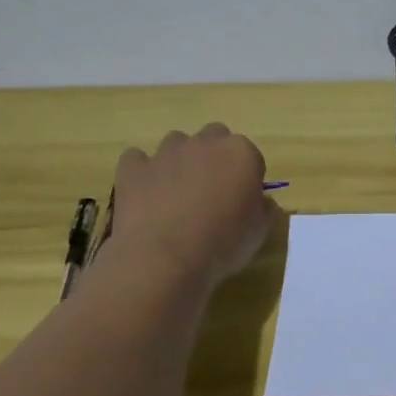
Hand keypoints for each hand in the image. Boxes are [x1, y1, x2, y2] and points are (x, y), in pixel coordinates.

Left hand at [98, 124, 277, 288]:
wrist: (165, 259)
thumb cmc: (222, 244)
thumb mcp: (260, 231)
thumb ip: (262, 207)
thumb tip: (258, 200)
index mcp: (241, 153)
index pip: (249, 154)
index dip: (246, 176)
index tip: (242, 198)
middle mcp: (204, 143)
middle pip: (214, 136)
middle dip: (213, 156)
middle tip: (211, 190)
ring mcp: (165, 152)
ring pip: (176, 143)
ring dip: (179, 160)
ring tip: (176, 193)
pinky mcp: (133, 168)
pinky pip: (137, 159)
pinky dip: (142, 171)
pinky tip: (145, 194)